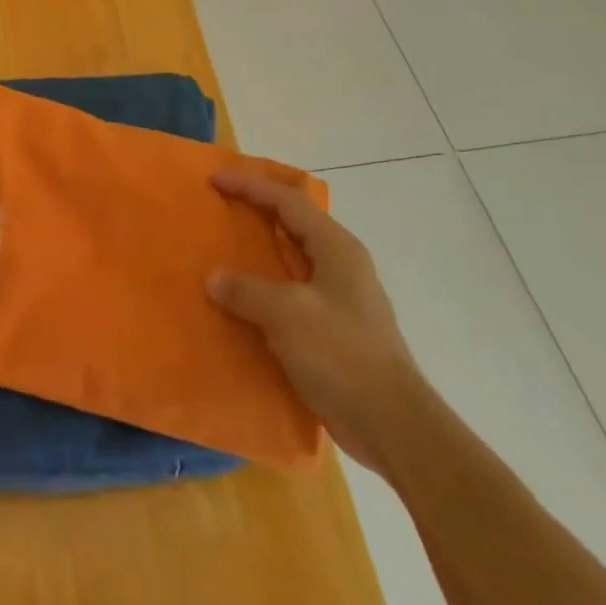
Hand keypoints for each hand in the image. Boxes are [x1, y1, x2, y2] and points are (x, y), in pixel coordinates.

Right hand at [208, 168, 421, 472]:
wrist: (391, 424)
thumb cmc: (341, 354)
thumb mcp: (286, 314)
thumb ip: (246, 290)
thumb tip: (215, 278)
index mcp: (336, 247)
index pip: (288, 201)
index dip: (250, 186)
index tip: (214, 180)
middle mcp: (341, 264)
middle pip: (293, 224)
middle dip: (256, 211)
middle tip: (219, 207)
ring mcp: (340, 298)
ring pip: (292, 259)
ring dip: (259, 252)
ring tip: (223, 250)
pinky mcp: (334, 329)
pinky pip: (291, 292)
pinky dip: (264, 287)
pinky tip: (241, 301)